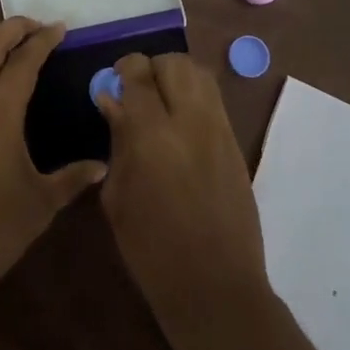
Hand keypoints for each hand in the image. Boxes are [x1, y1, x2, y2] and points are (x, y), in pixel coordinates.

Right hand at [97, 53, 270, 347]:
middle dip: (151, 68)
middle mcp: (190, 121)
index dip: (122, 70)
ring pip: (200, 75)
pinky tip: (180, 126)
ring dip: (176, 78)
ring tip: (161, 104)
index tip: (113, 84)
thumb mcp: (117, 196)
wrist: (215, 286)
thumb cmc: (151, 249)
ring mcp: (219, 130)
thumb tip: (113, 102)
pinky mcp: (236, 144)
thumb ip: (117, 141)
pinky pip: (214, 101)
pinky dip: (194, 98)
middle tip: (137, 93)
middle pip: (174, 63)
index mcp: (152, 136)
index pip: (138, 74)